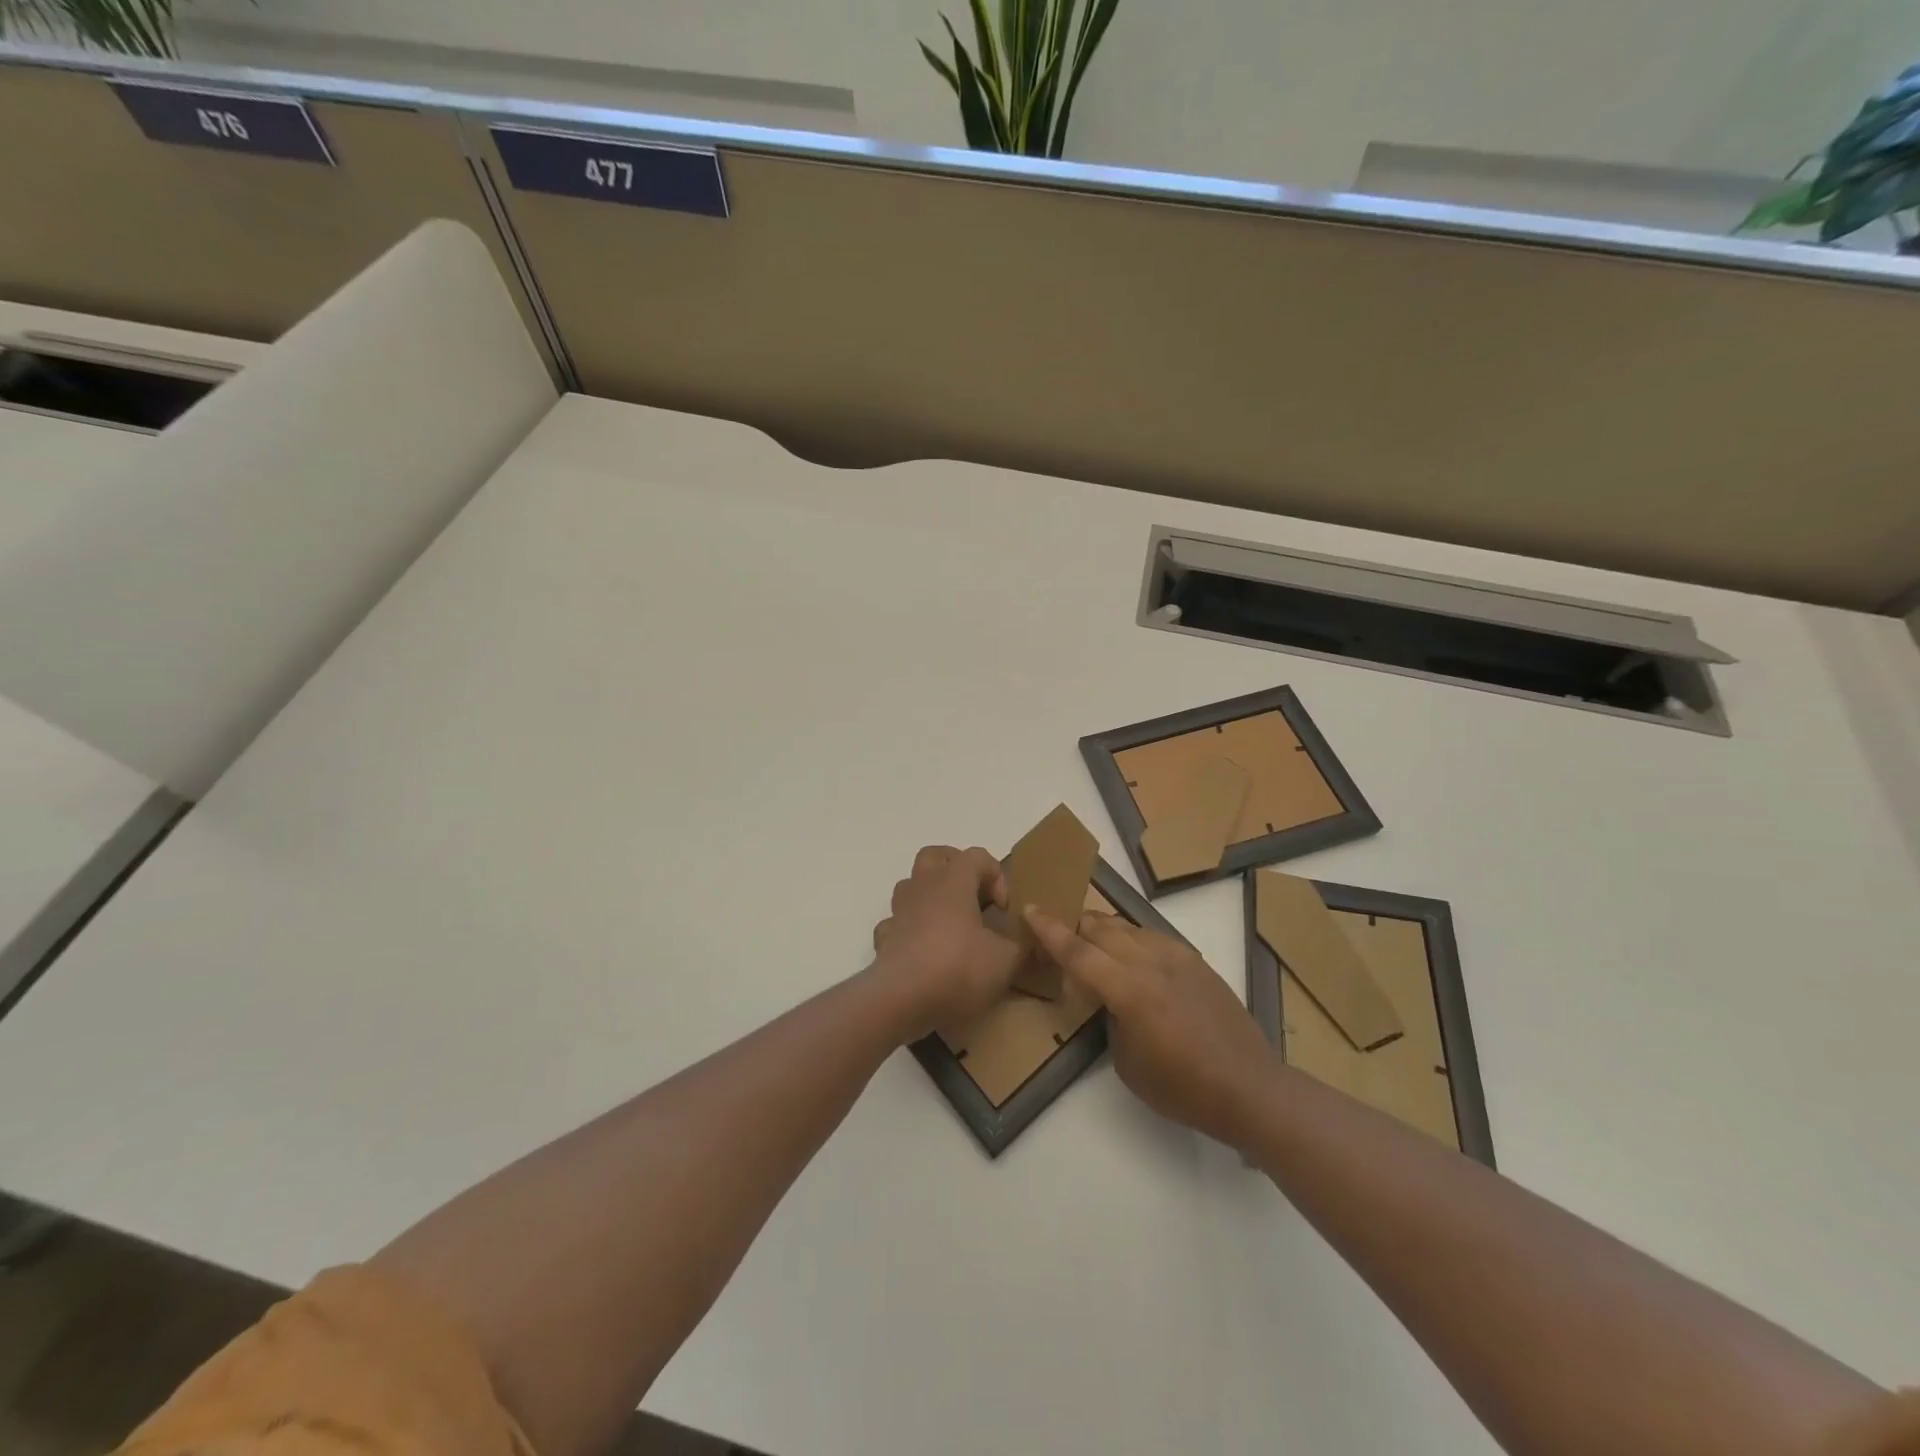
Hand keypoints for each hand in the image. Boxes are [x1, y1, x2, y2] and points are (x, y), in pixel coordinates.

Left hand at [869, 846, 1019, 1039]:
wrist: (901, 999)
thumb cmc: (957, 968)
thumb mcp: (1005, 961)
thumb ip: (1023, 948)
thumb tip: (1036, 943)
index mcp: (954, 882)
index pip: (977, 856)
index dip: (996, 875)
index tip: (1005, 908)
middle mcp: (923, 887)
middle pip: (934, 855)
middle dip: (955, 867)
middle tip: (974, 894)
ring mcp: (899, 912)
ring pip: (911, 885)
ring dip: (930, 896)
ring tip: (950, 923)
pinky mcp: (884, 939)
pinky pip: (896, 923)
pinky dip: (910, 930)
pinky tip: (924, 950)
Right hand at [1025, 906, 1275, 1149]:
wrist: (1250, 1088)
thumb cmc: (1183, 1088)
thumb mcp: (1128, 1064)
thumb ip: (1110, 1019)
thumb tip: (1110, 1000)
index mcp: (1129, 990)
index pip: (1078, 952)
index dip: (1050, 930)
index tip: (1030, 909)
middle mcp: (1150, 962)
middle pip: (1101, 928)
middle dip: (1075, 925)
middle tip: (1057, 933)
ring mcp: (1177, 957)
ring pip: (1128, 927)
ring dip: (1103, 929)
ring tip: (1090, 941)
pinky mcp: (1196, 961)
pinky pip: (1153, 937)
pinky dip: (1132, 939)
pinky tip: (1131, 955)